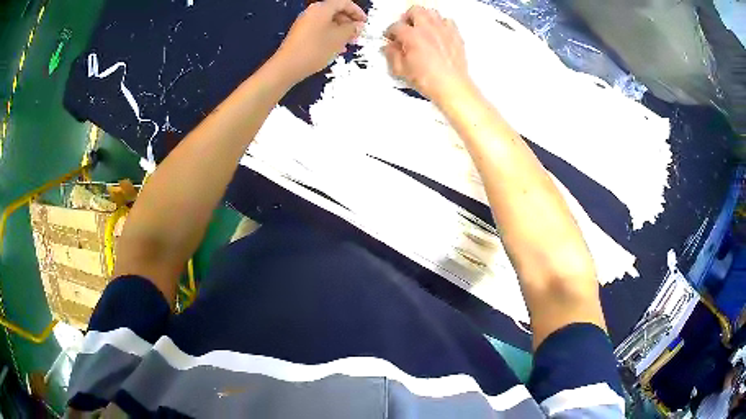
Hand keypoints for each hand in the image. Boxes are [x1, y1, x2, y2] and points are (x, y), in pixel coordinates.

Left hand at [274, 0, 366, 82]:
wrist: (287, 67)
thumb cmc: (315, 49)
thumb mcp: (339, 38)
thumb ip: (352, 29)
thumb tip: (358, 25)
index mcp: (322, 8)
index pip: (344, 2)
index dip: (357, 12)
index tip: (365, 23)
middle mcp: (312, 12)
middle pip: (335, 11)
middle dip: (349, 22)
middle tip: (358, 34)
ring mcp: (304, 23)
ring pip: (328, 22)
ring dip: (341, 31)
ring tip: (349, 43)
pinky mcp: (300, 34)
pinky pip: (320, 30)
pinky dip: (331, 36)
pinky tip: (336, 48)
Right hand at [384, 6, 471, 104]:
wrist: (452, 86)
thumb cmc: (427, 80)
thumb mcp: (401, 70)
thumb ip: (391, 55)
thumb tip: (388, 47)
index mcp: (412, 36)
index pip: (395, 26)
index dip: (390, 32)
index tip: (390, 38)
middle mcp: (428, 28)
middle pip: (414, 11)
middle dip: (407, 17)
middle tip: (406, 28)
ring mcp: (443, 30)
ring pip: (432, 13)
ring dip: (424, 18)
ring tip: (421, 29)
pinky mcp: (455, 35)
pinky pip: (447, 21)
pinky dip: (440, 24)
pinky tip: (437, 33)